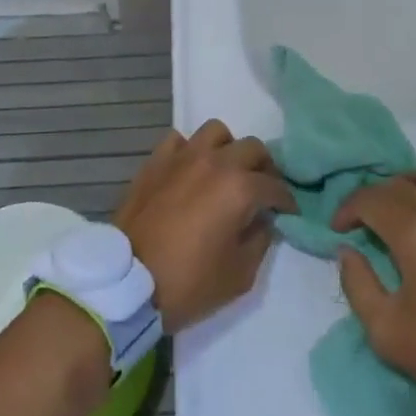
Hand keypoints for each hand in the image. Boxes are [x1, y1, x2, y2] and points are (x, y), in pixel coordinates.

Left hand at [114, 121, 295, 332]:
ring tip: (226, 172)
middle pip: (253, 148)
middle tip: (262, 191)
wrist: (127, 283)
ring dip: (228, 149)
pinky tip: (190, 171)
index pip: (275, 186)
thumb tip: (263, 220)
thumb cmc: (188, 283)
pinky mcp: (156, 161)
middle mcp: (215, 162)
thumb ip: (260, 240)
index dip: (286, 201)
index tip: (288, 213)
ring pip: (217, 133)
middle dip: (264, 169)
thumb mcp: (239, 275)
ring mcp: (183, 157)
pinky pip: (180, 141)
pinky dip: (190, 151)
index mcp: (240, 188)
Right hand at [333, 167, 415, 415]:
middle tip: (365, 226)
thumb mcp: (387, 333)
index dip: (347, 209)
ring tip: (402, 214)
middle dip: (373, 200)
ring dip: (409, 189)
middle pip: (398, 184)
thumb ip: (357, 285)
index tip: (339, 230)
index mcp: (414, 230)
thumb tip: (347, 252)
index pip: (369, 198)